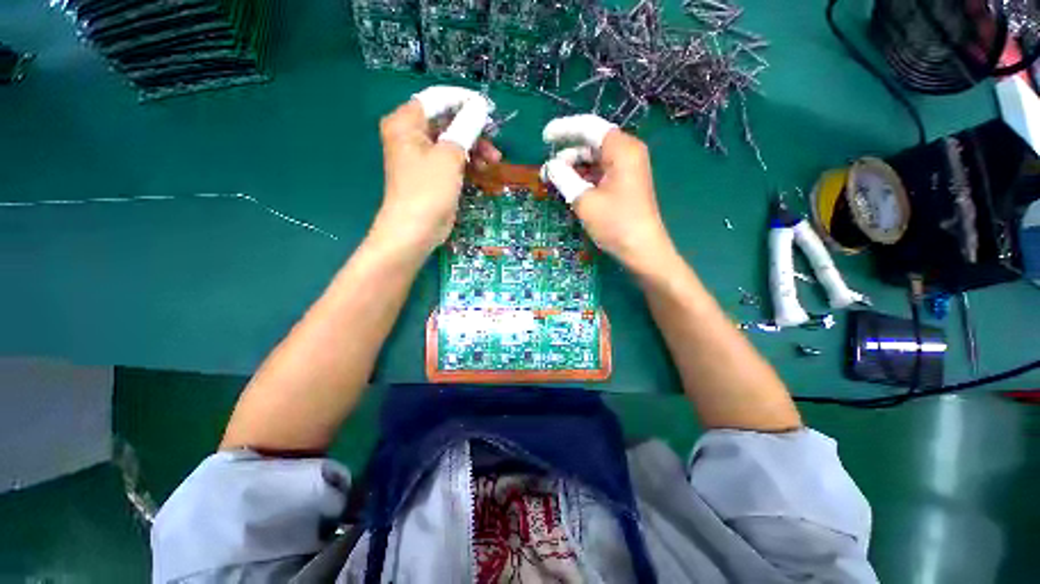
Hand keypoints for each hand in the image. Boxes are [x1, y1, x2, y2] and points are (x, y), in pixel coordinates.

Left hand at [372, 86, 500, 255]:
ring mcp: (421, 157)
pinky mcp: (432, 175)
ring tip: (493, 161)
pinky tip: (482, 170)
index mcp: (406, 122)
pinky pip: (451, 160)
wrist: (415, 230)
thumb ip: (465, 127)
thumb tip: (480, 107)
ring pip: (452, 142)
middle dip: (472, 130)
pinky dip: (467, 163)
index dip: (463, 100)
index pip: (437, 99)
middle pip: (446, 121)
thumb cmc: (429, 189)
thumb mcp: (449, 155)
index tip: (487, 108)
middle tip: (494, 139)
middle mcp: (411, 135)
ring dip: (474, 148)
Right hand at [541, 114, 672, 269]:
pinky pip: (600, 172)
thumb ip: (564, 177)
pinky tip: (570, 187)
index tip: (544, 138)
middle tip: (547, 170)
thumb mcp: (584, 200)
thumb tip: (550, 166)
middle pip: (592, 142)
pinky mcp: (625, 184)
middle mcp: (627, 153)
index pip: (589, 127)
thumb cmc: (615, 224)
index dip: (564, 129)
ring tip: (554, 180)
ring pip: (595, 159)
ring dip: (574, 167)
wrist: (642, 250)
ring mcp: (627, 169)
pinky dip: (584, 177)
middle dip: (567, 153)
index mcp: (622, 149)